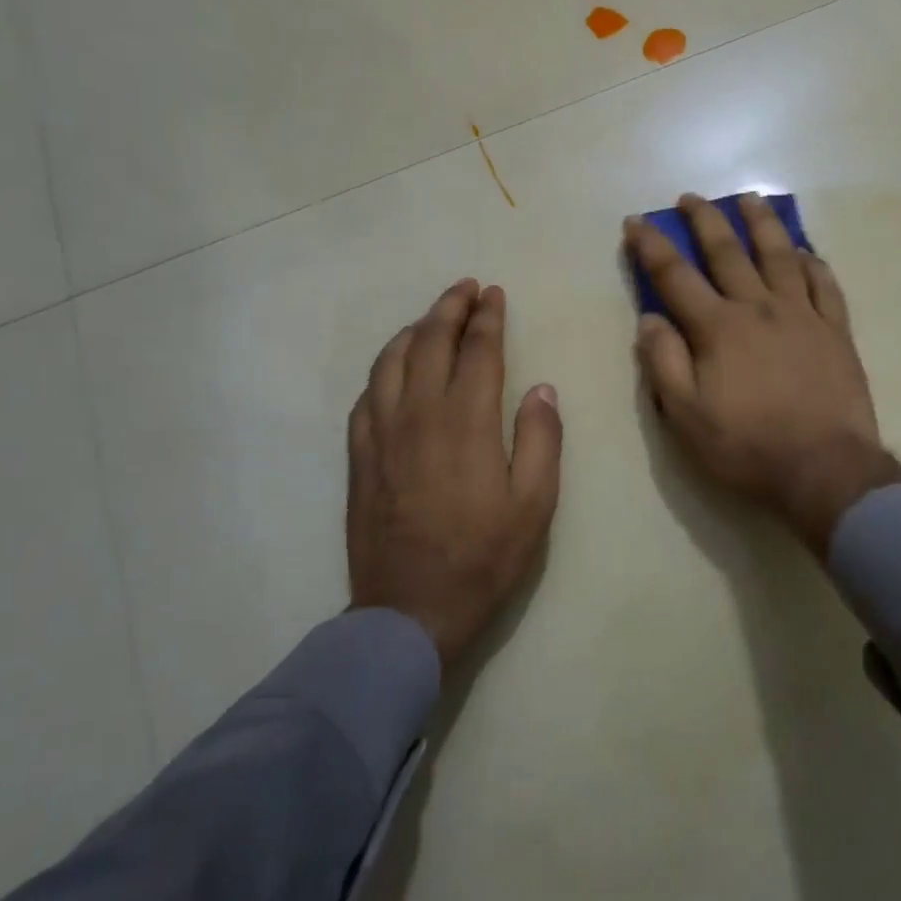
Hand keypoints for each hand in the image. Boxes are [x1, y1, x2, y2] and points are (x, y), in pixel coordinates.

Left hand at [346, 280, 562, 669]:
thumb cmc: (483, 558)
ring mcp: (382, 433)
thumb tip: (540, 388)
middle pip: (430, 342)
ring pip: (392, 361)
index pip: (477, 350)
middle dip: (449, 308)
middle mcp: (419, 414)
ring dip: (414, 330)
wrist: (410, 611)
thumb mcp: (534, 504)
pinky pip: (367, 395)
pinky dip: (384, 369)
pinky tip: (395, 369)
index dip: (487, 317)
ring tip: (432, 319)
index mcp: (466, 421)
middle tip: (466, 289)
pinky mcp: (359, 456)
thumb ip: (541, 438)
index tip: (494, 294)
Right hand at [625, 195, 900, 556]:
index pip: (676, 276)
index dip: (652, 246)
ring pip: (780, 255)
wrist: (825, 469)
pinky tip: (804, 252)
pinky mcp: (836, 331)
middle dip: (704, 220)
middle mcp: (759, 308)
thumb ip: (663, 363)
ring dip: (761, 223)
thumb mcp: (686, 416)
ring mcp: (802, 315)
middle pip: (728, 252)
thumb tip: (649, 319)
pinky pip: (825, 284)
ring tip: (750, 199)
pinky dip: (812, 263)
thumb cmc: (747, 446)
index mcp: (718, 328)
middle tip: (690, 198)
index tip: (636, 223)